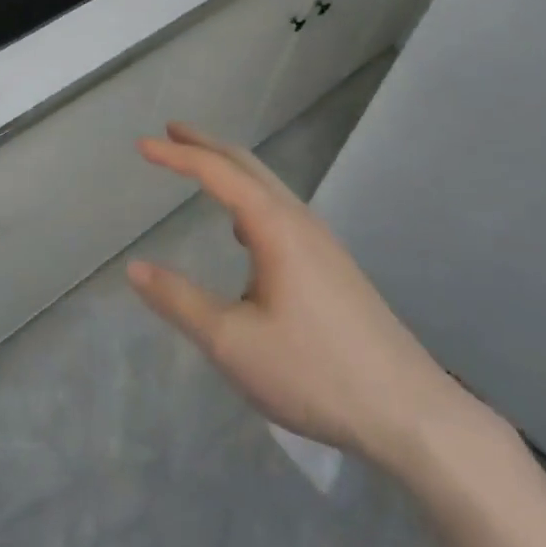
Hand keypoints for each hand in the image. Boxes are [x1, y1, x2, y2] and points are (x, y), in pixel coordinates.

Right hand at [127, 123, 484, 473]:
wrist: (410, 414)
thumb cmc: (315, 373)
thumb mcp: (232, 342)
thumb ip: (179, 301)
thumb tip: (134, 269)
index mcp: (275, 228)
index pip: (218, 173)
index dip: (177, 155)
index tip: (141, 144)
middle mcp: (301, 222)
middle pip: (249, 166)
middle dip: (207, 146)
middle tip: (170, 132)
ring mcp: (323, 244)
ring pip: (269, 188)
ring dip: (230, 170)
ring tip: (200, 170)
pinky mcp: (333, 268)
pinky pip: (282, 212)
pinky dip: (250, 199)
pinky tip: (243, 234)